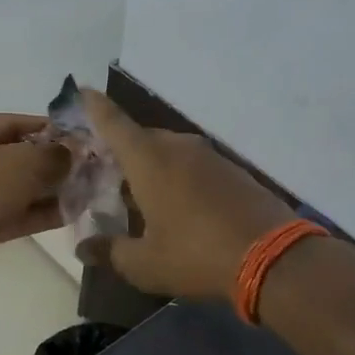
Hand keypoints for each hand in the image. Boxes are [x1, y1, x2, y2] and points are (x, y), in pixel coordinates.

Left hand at [0, 114, 68, 287]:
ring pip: (15, 187)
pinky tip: (70, 214)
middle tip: (84, 166)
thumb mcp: (26, 162)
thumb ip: (55, 154)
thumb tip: (73, 151)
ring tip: (84, 190)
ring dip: (48, 189)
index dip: (47, 128)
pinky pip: (12, 212)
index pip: (12, 122)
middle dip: (50, 162)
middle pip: (15, 156)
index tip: (77, 136)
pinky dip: (37, 212)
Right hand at [82, 90, 294, 301]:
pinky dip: (179, 177)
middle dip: (122, 152)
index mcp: (149, 159)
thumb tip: (84, 249)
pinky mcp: (233, 169)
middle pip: (141, 139)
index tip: (81, 90)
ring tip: (141, 196)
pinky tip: (179, 205)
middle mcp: (177, 147)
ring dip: (152, 167)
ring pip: (169, 152)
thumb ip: (111, 252)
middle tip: (107, 173)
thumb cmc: (196, 254)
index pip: (114, 123)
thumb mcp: (146, 264)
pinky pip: (194, 165)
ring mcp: (209, 156)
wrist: (274, 257)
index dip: (94, 106)